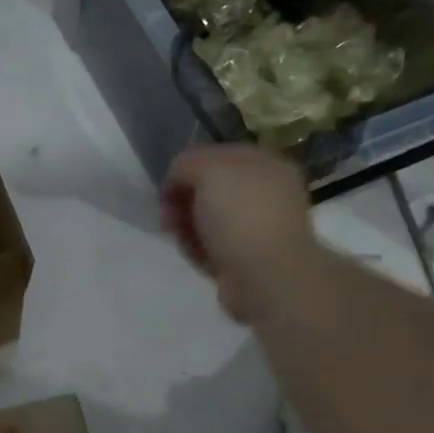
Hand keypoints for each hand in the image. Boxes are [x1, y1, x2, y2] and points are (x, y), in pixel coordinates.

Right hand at [161, 145, 321, 323]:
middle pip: (209, 190)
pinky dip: (198, 250)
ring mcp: (255, 228)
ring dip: (187, 227)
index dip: (186, 168)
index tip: (167, 188)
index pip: (216, 156)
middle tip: (169, 217)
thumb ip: (187, 164)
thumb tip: (177, 177)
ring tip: (182, 239)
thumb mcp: (209, 171)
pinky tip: (198, 257)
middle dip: (183, 201)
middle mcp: (264, 194)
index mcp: (265, 165)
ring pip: (207, 219)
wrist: (266, 277)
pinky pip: (211, 247)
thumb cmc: (241, 216)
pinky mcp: (244, 258)